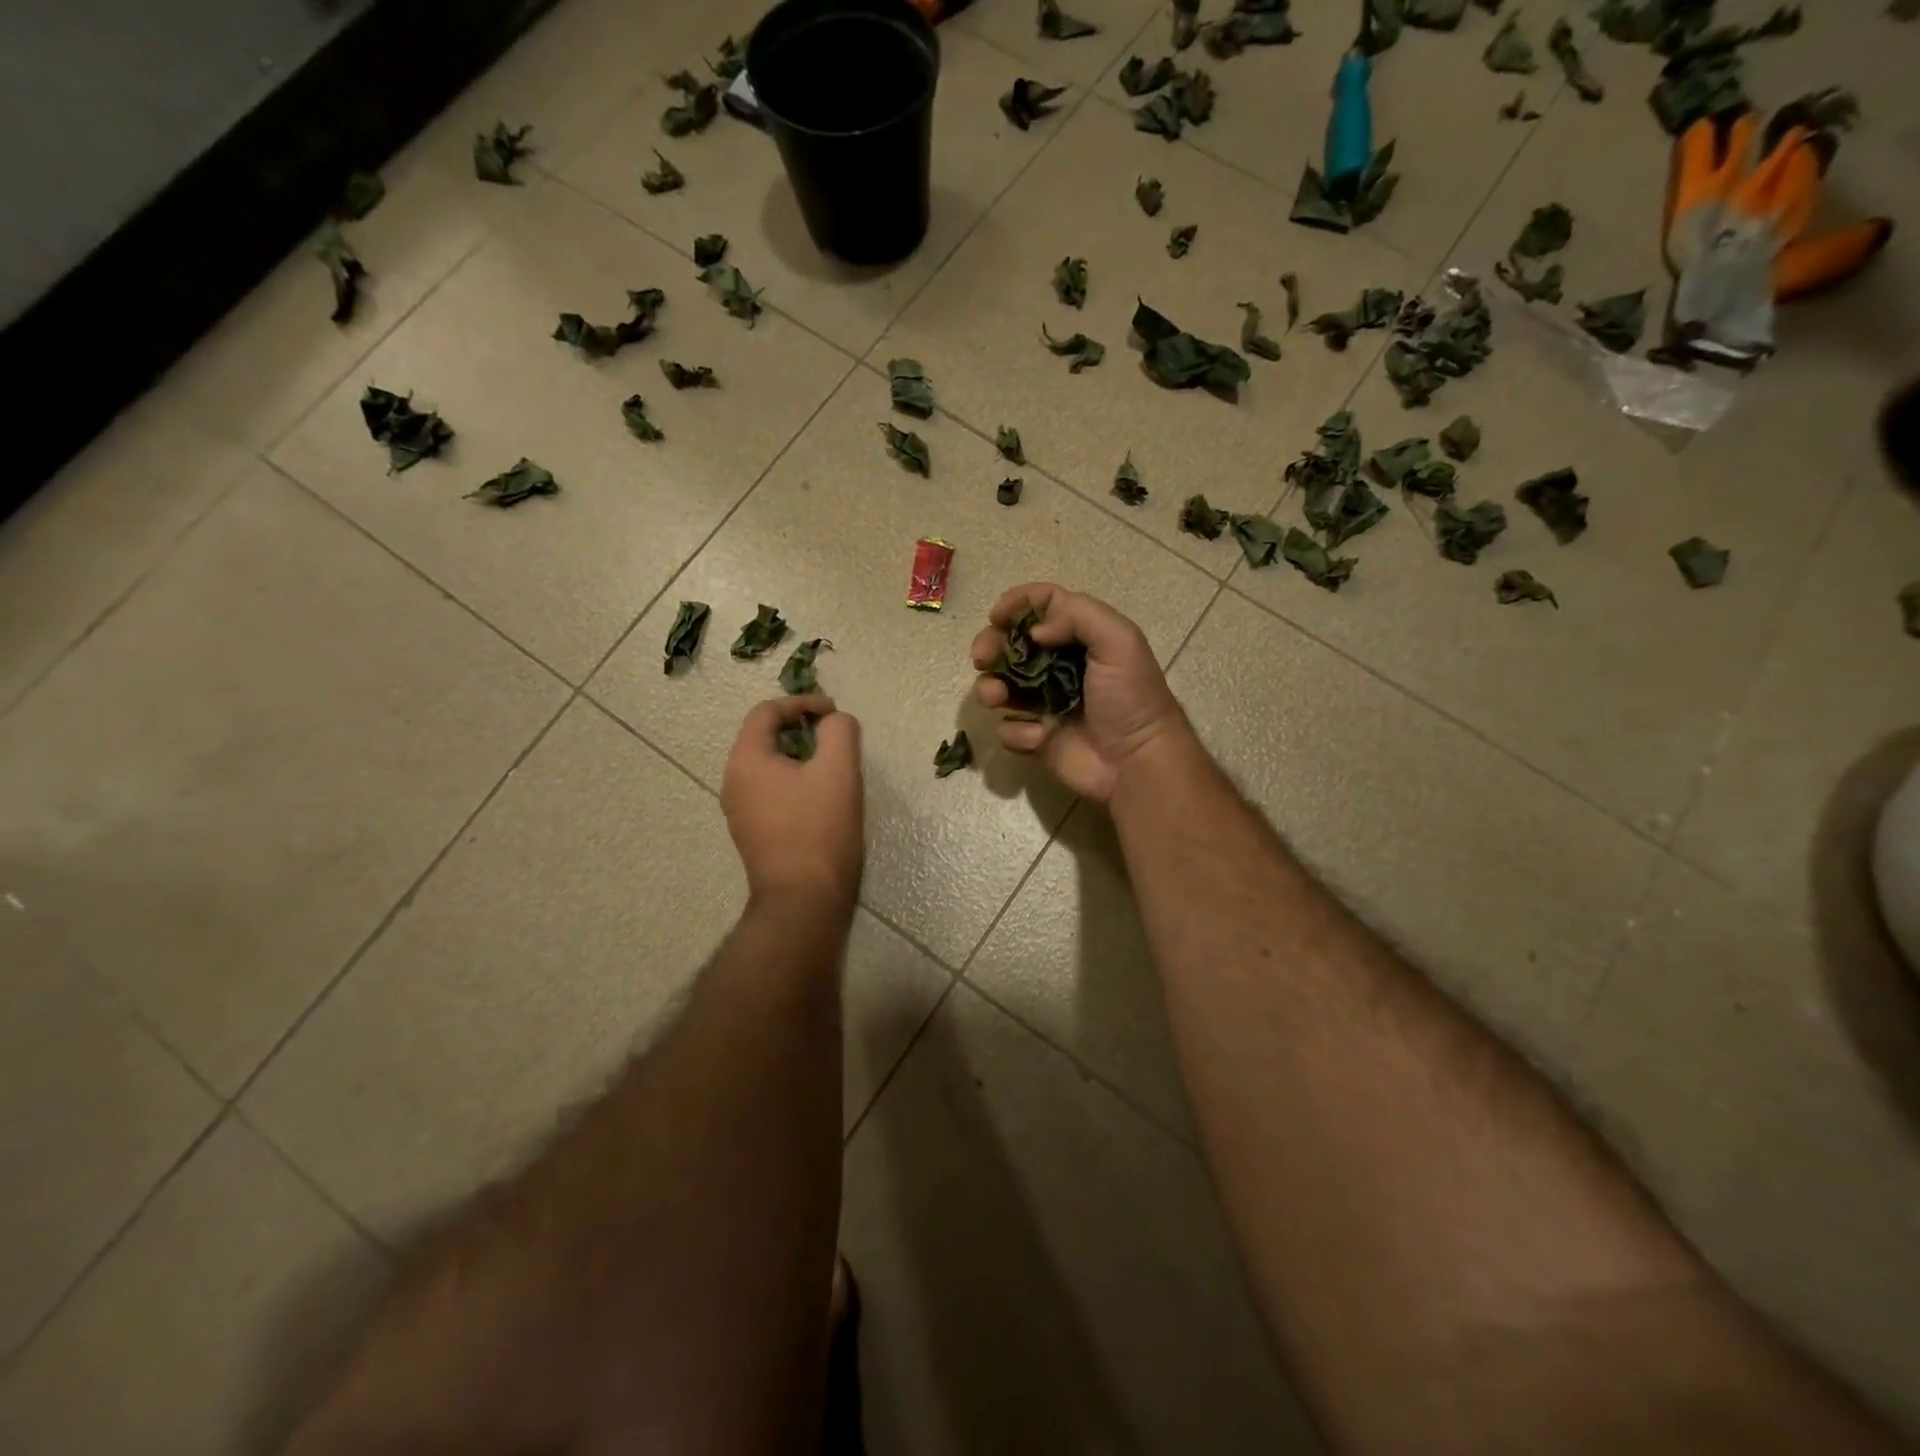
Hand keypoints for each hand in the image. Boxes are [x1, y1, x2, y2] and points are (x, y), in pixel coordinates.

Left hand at [721, 696, 864, 911]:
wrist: (803, 901)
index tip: (834, 713)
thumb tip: (835, 721)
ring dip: (799, 758)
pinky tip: (821, 799)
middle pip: (764, 738)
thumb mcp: (839, 771)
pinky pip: (770, 793)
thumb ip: (839, 731)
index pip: (767, 712)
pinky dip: (794, 783)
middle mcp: (733, 782)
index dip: (802, 704)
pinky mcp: (753, 834)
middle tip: (836, 739)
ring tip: (833, 767)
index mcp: (746, 760)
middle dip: (802, 730)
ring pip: (768, 767)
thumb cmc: (820, 830)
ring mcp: (739, 811)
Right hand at [971, 584, 1190, 802]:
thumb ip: (1077, 616)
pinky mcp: (1036, 738)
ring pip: (999, 685)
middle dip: (990, 645)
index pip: (1042, 605)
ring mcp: (1044, 702)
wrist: (1136, 762)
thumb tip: (1033, 631)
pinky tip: (1040, 737)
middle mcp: (1058, 665)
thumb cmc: (1130, 697)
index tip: (997, 616)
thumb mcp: (1119, 641)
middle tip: (981, 658)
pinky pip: (1008, 728)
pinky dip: (1017, 731)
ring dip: (990, 687)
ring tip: (997, 698)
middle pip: (1010, 643)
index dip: (1017, 603)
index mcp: (1080, 637)